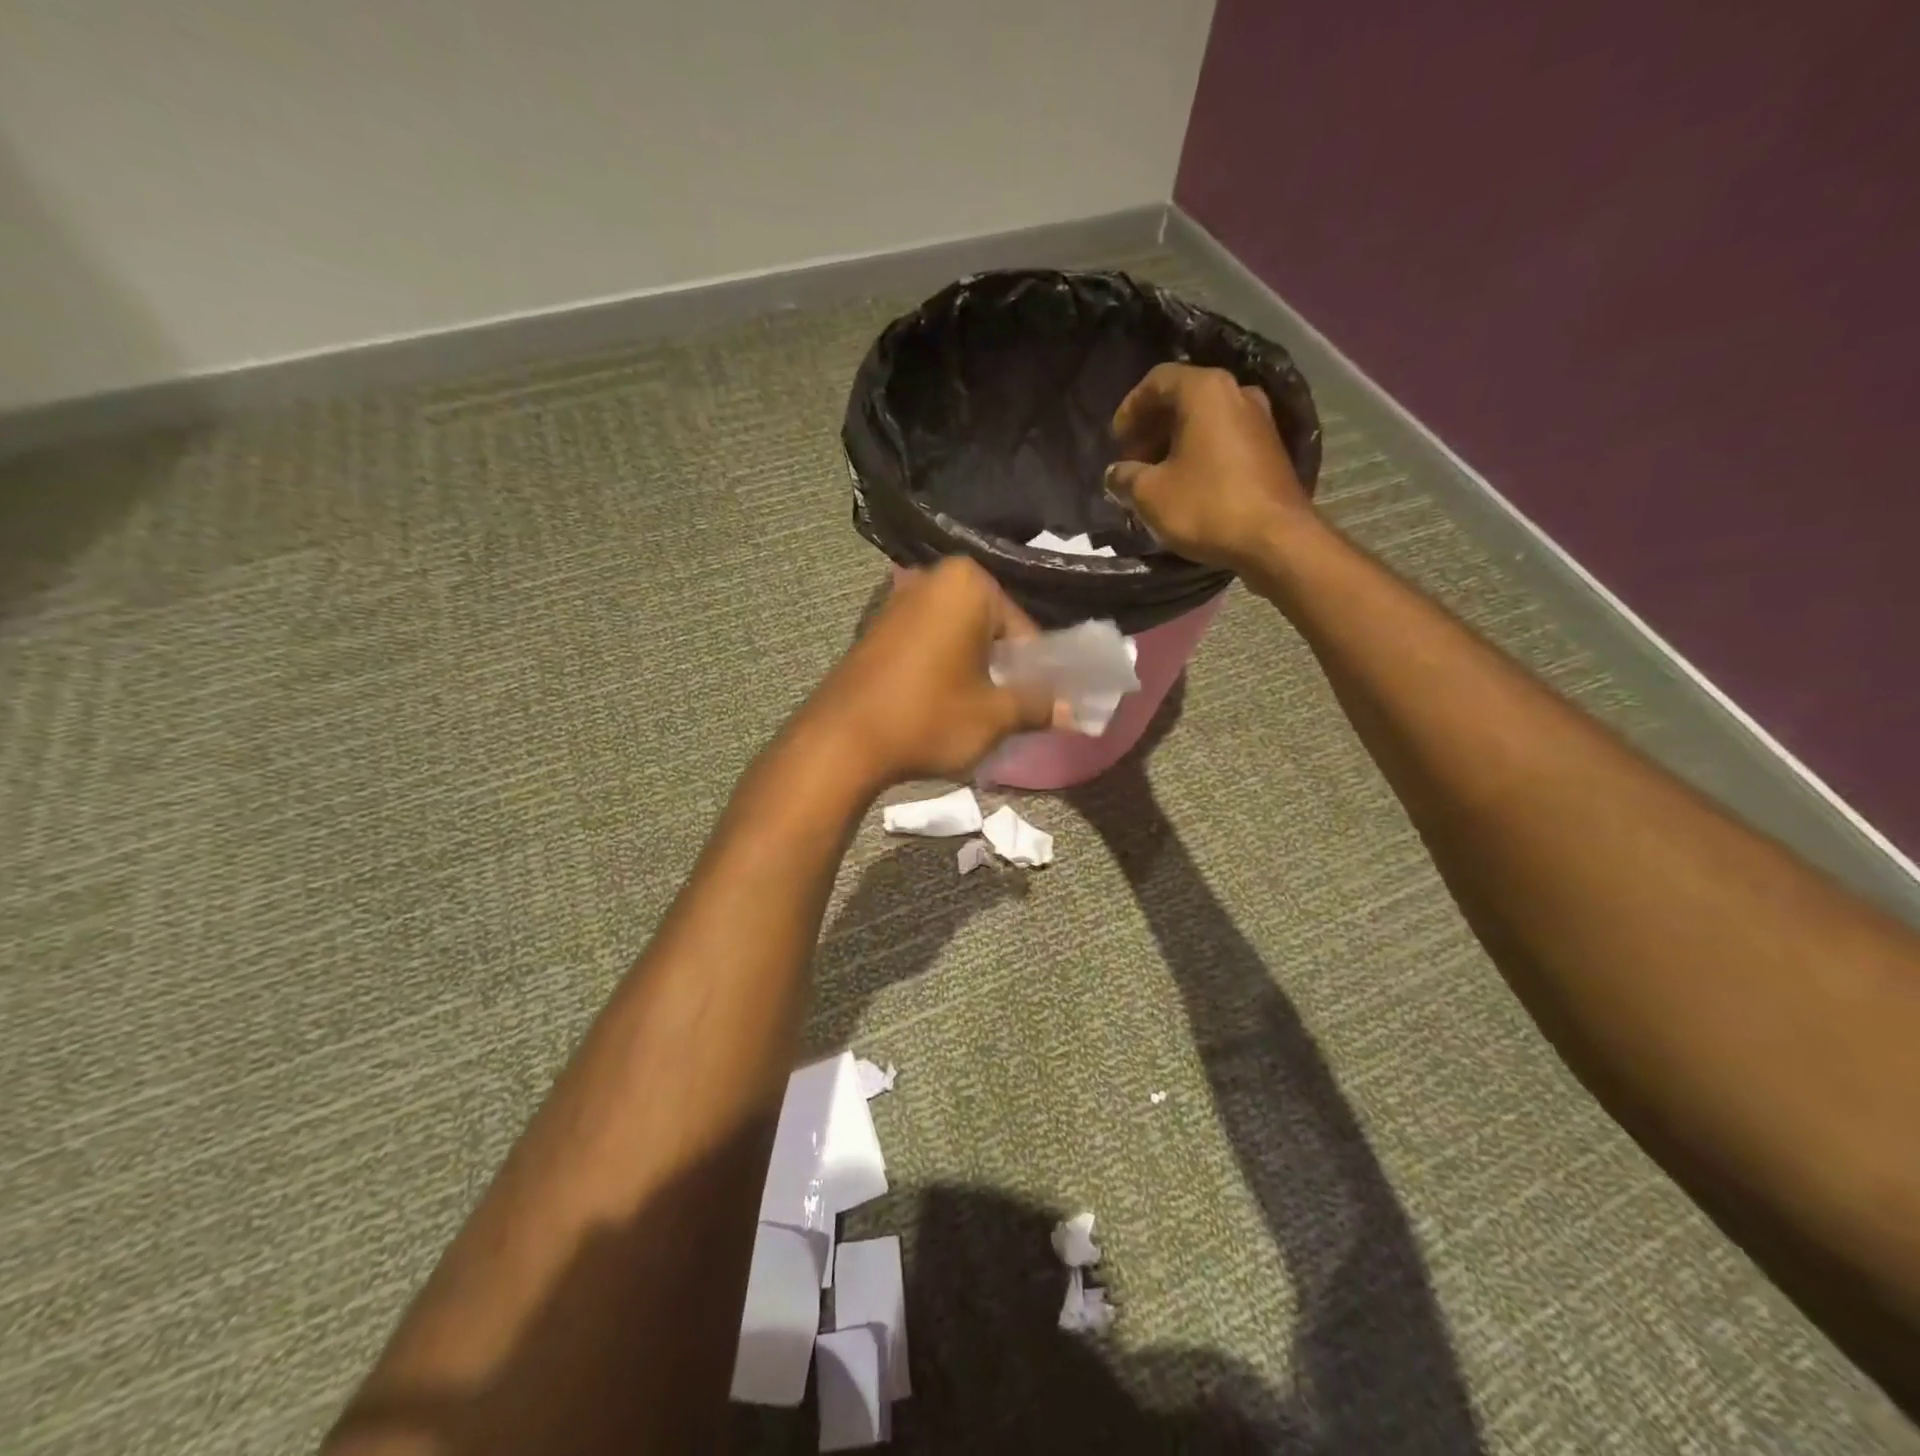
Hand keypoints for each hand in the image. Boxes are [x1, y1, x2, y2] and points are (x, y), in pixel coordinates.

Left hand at [800, 557, 1065, 788]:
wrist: (840, 742)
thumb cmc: (928, 718)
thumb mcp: (994, 716)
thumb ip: (1039, 706)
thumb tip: (1073, 712)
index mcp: (969, 583)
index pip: (1024, 629)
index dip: (1036, 672)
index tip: (1038, 706)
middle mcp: (933, 579)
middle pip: (991, 628)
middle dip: (1003, 668)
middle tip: (1007, 710)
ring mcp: (898, 601)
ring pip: (959, 637)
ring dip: (973, 671)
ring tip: (975, 713)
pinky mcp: (876, 629)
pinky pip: (928, 644)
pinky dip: (943, 669)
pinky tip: (940, 705)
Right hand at [1105, 363, 1320, 572]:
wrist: (1275, 540)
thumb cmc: (1206, 507)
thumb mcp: (1150, 494)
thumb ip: (1125, 477)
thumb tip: (1116, 473)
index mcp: (1205, 391)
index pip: (1157, 380)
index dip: (1130, 408)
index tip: (1115, 441)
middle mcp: (1237, 393)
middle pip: (1183, 398)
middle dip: (1151, 428)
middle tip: (1131, 461)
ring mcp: (1259, 420)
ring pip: (1204, 420)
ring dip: (1174, 443)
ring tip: (1154, 477)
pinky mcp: (1270, 449)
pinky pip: (1223, 439)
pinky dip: (1198, 453)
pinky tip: (1184, 485)